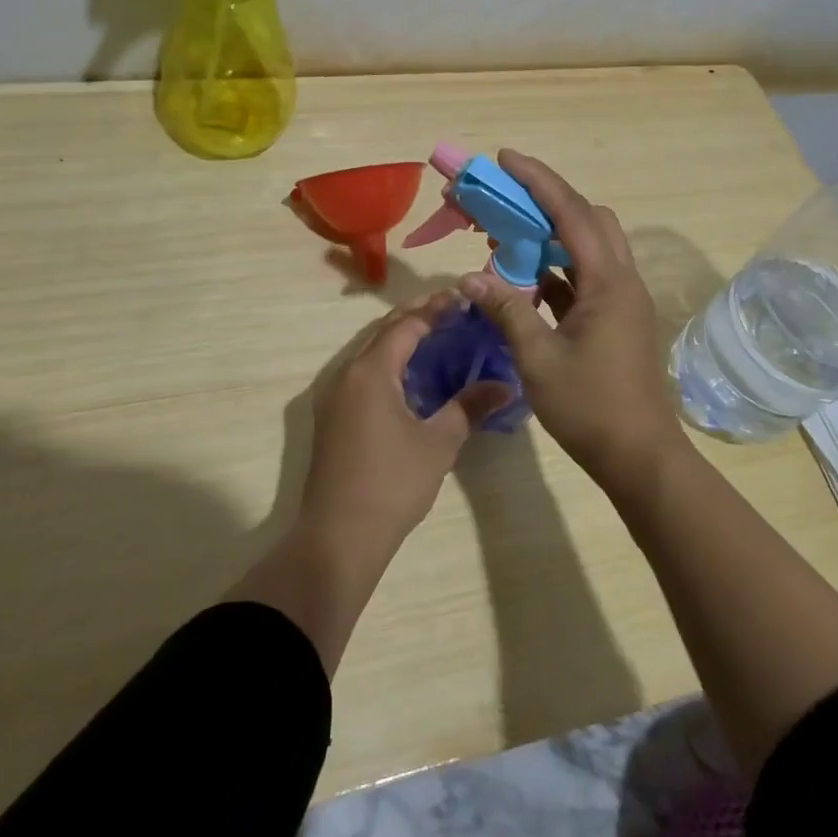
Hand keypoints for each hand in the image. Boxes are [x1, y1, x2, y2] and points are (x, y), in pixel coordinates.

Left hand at [302, 293, 512, 553]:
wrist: (338, 536)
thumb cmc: (392, 483)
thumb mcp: (438, 443)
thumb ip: (470, 407)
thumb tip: (506, 386)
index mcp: (371, 371)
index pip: (406, 325)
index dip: (434, 309)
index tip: (462, 299)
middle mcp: (346, 374)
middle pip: (383, 332)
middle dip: (416, 318)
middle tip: (451, 311)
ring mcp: (333, 396)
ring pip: (369, 353)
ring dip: (399, 340)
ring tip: (434, 336)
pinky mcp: (332, 417)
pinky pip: (361, 374)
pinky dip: (387, 364)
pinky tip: (409, 377)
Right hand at [459, 150, 685, 491]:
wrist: (641, 458)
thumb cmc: (591, 408)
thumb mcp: (539, 359)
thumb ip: (506, 311)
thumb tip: (468, 278)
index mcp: (608, 282)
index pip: (571, 213)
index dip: (537, 181)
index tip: (504, 159)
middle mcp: (621, 280)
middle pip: (588, 219)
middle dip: (546, 200)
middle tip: (504, 198)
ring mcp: (623, 299)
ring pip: (589, 246)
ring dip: (551, 234)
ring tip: (507, 235)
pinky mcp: (617, 318)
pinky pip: (586, 276)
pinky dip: (557, 268)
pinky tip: (526, 279)